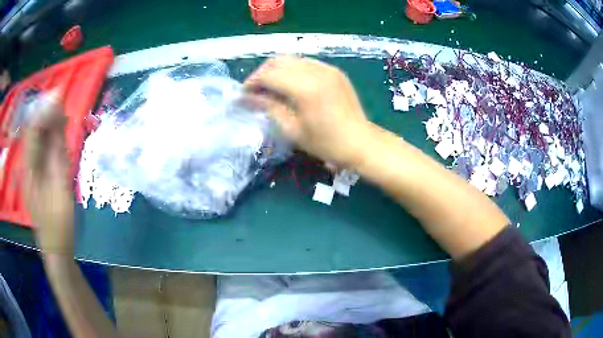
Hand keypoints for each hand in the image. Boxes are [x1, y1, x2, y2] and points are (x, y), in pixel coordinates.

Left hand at [23, 93, 73, 255]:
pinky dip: (48, 138)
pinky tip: (57, 136)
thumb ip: (58, 151)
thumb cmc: (60, 223)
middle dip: (47, 114)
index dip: (44, 109)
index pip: (32, 128)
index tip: (59, 97)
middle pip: (32, 130)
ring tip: (62, 118)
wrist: (56, 248)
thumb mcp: (61, 188)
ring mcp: (29, 171)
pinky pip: (38, 148)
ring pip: (35, 137)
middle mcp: (26, 165)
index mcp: (30, 169)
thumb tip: (60, 119)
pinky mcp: (33, 175)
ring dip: (48, 124)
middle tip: (63, 106)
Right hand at [245, 56, 370, 166]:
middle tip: (255, 90)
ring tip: (270, 87)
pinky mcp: (334, 70)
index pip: (269, 75)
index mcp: (305, 88)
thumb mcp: (293, 130)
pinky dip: (292, 69)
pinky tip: (290, 84)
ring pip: (292, 58)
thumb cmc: (326, 143)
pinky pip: (306, 62)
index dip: (252, 82)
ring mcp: (327, 68)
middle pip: (278, 61)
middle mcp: (316, 71)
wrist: (361, 142)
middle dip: (262, 73)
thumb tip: (247, 98)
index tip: (243, 95)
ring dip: (276, 69)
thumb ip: (269, 107)